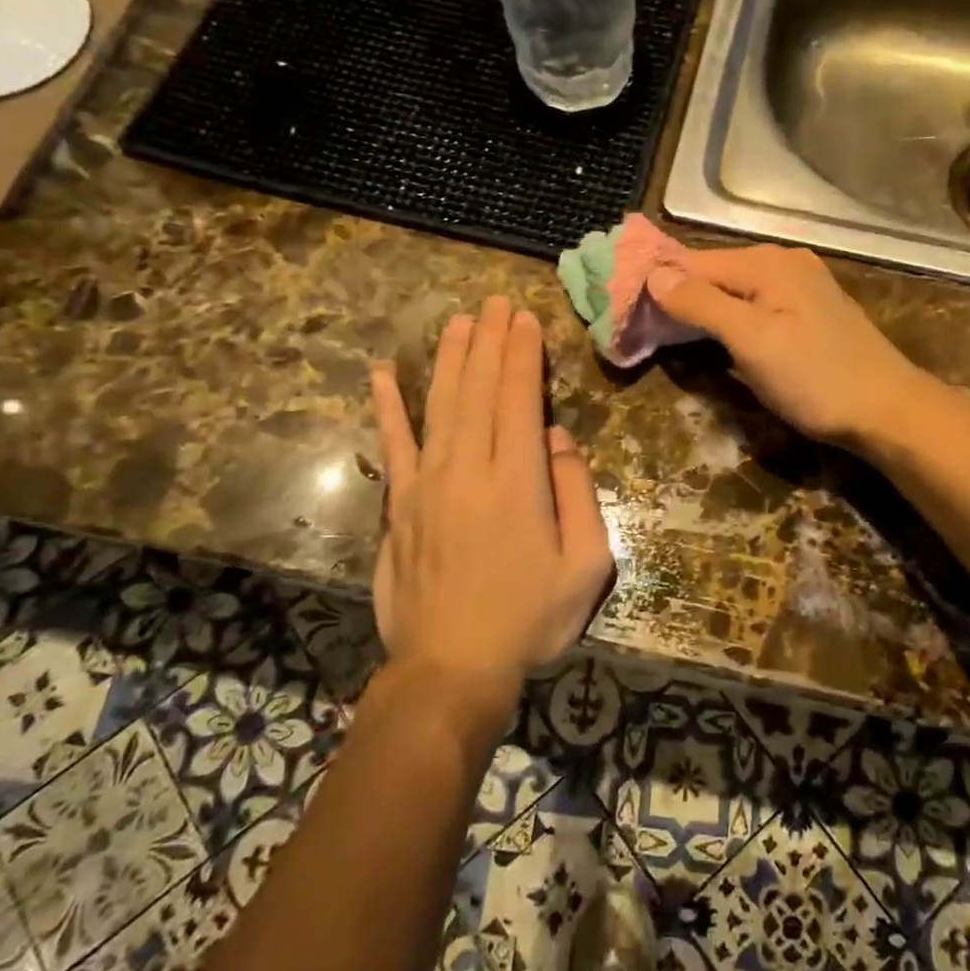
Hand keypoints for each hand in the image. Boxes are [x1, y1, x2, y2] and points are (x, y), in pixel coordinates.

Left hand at [369, 298, 613, 711]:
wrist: (452, 668)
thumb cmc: (530, 618)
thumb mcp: (586, 563)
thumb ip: (577, 492)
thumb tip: (559, 438)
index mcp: (518, 479)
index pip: (519, 397)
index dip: (522, 353)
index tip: (523, 318)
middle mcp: (469, 468)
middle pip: (478, 389)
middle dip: (489, 340)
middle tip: (494, 301)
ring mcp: (428, 483)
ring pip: (441, 403)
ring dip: (450, 358)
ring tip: (458, 320)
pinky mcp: (401, 504)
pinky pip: (393, 444)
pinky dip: (388, 407)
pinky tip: (383, 374)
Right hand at [646, 245, 939, 449]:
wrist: (888, 410)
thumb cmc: (815, 377)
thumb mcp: (751, 340)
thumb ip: (702, 304)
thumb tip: (654, 274)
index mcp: (767, 263)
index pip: (693, 262)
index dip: (656, 281)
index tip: (620, 303)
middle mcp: (783, 263)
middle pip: (714, 273)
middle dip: (677, 295)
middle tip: (638, 322)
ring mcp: (800, 286)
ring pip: (734, 290)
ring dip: (701, 308)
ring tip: (665, 330)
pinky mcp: (809, 311)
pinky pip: (755, 305)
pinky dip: (729, 318)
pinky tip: (715, 335)